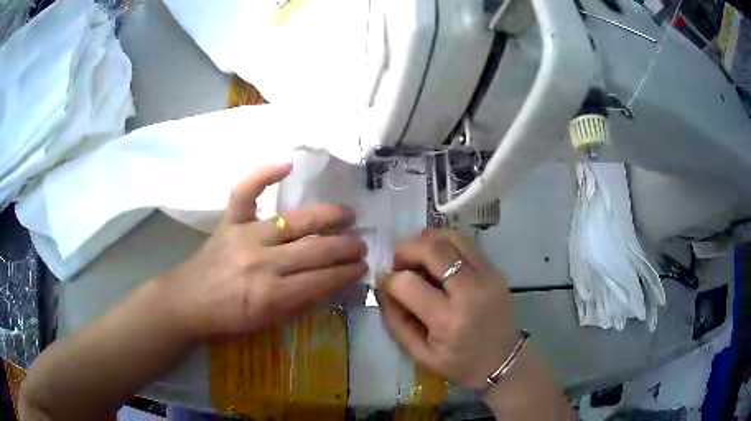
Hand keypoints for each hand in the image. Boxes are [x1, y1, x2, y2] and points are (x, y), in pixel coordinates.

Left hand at [161, 163, 367, 338]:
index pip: (321, 280)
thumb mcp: (268, 322)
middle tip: (361, 245)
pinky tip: (287, 164)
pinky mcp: (228, 221)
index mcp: (272, 295)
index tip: (362, 267)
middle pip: (314, 249)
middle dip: (345, 247)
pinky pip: (246, 192)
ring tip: (348, 215)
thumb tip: (332, 283)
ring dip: (327, 217)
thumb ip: (300, 303)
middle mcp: (261, 262)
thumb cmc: (229, 317)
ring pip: (293, 221)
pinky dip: (264, 174)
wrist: (188, 300)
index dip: (346, 273)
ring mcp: (244, 236)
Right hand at [376, 230, 516, 389]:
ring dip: (428, 240)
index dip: (389, 278)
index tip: (384, 281)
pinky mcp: (496, 271)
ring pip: (453, 238)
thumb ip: (396, 320)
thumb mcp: (420, 354)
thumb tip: (383, 287)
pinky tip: (438, 257)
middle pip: (433, 249)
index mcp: (448, 320)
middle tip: (398, 262)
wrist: (503, 360)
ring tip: (418, 255)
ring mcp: (488, 277)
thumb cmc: (459, 363)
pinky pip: (467, 244)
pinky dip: (446, 244)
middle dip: (406, 249)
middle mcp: (470, 292)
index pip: (408, 283)